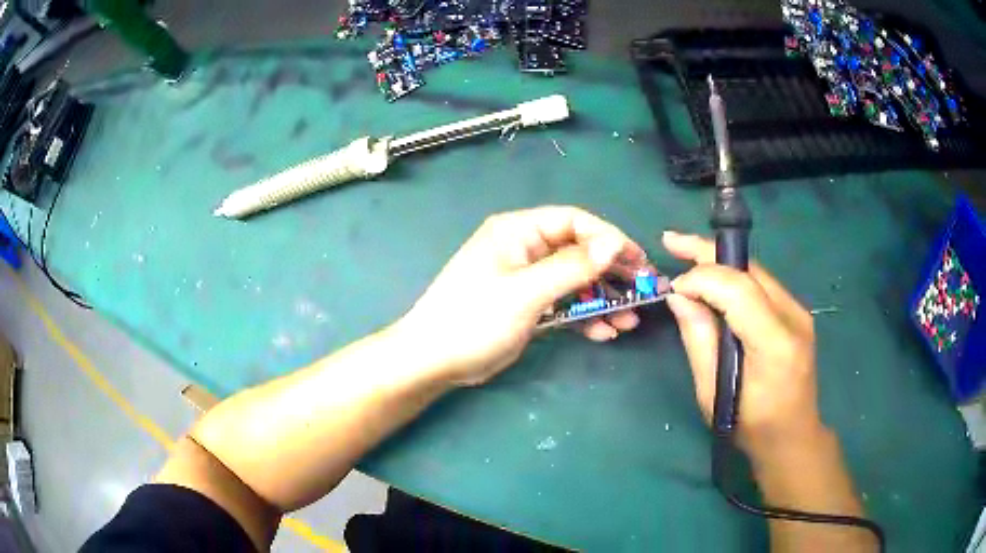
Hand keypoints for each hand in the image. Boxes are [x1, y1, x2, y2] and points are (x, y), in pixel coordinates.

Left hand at [399, 206, 648, 386]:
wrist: (434, 360)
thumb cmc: (473, 319)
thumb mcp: (525, 293)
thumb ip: (571, 268)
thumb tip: (612, 243)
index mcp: (518, 232)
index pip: (573, 221)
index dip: (608, 238)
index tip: (636, 260)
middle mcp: (525, 249)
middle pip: (579, 251)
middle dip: (612, 272)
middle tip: (643, 290)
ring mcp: (527, 279)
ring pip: (576, 281)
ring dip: (603, 299)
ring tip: (629, 320)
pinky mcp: (528, 305)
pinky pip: (564, 303)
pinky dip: (585, 316)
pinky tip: (605, 333)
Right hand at [661, 231, 825, 460]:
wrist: (793, 435)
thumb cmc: (750, 426)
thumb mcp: (712, 393)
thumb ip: (698, 339)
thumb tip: (679, 295)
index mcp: (774, 344)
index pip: (738, 289)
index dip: (702, 278)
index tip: (673, 287)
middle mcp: (793, 317)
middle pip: (749, 270)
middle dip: (708, 252)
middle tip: (672, 241)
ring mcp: (799, 312)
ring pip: (755, 272)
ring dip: (720, 261)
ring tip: (686, 254)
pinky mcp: (797, 312)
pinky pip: (762, 284)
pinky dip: (735, 277)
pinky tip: (715, 279)